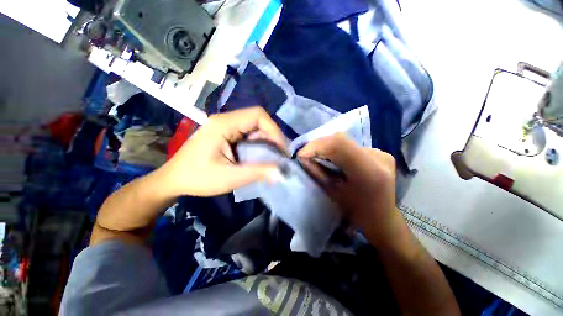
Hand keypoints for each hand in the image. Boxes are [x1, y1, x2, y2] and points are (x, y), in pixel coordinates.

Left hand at [160, 107, 286, 196]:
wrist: (174, 181)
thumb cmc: (198, 178)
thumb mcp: (230, 177)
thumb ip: (258, 173)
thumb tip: (282, 173)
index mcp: (224, 124)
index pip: (258, 115)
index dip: (274, 130)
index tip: (281, 150)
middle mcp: (226, 120)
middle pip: (258, 121)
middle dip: (272, 138)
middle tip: (280, 157)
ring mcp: (226, 127)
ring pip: (255, 129)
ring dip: (266, 143)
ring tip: (273, 159)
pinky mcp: (227, 135)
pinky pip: (249, 136)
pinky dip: (258, 146)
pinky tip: (261, 158)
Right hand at [298, 133, 399, 245]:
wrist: (382, 218)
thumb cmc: (356, 212)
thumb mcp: (333, 193)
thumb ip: (317, 172)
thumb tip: (302, 158)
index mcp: (368, 171)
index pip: (338, 144)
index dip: (316, 146)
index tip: (301, 155)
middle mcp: (378, 157)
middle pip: (341, 139)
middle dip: (318, 145)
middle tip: (306, 154)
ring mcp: (380, 152)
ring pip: (345, 141)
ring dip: (326, 147)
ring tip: (316, 155)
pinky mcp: (379, 152)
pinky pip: (351, 145)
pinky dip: (336, 149)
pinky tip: (332, 158)